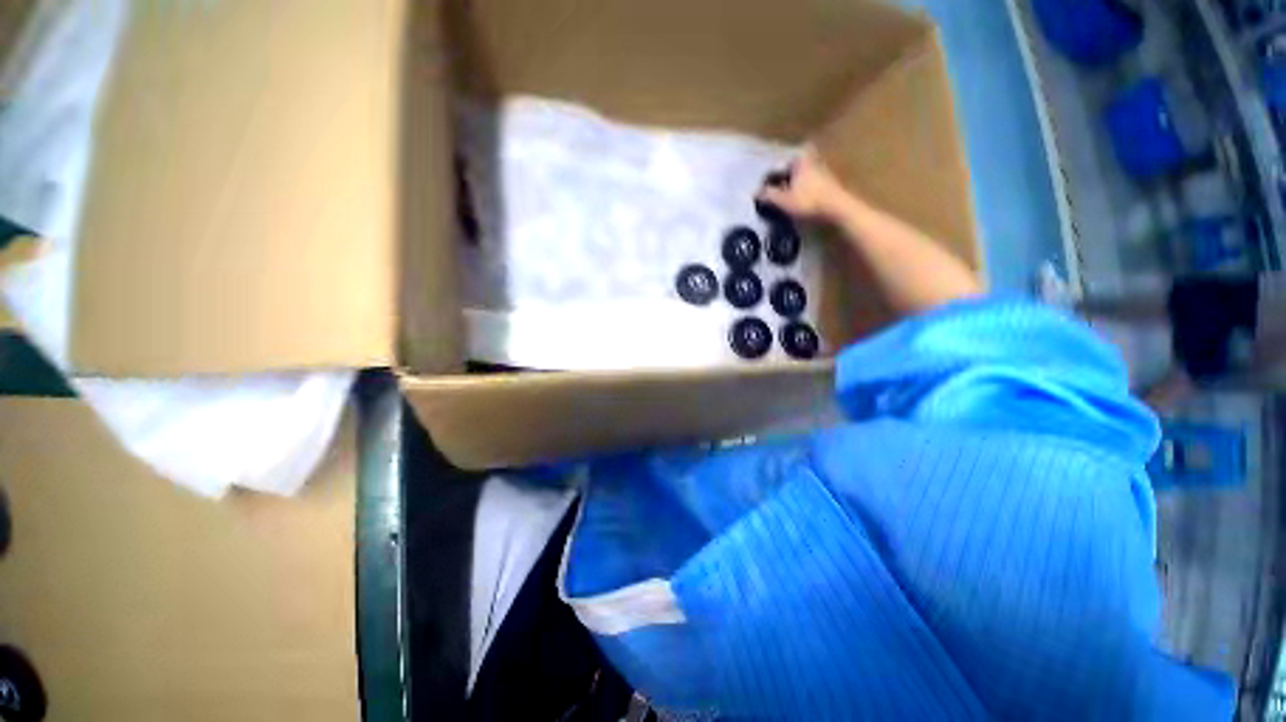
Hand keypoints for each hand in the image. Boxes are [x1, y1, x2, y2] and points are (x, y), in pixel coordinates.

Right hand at [756, 149, 861, 221]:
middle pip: (791, 170)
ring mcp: (821, 171)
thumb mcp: (783, 200)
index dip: (770, 176)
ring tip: (782, 200)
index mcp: (799, 160)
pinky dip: (801, 192)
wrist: (837, 209)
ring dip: (792, 186)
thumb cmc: (808, 201)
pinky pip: (808, 185)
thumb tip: (755, 192)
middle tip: (772, 191)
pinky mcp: (828, 183)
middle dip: (782, 179)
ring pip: (800, 177)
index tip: (763, 187)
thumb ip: (768, 195)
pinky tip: (796, 203)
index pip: (779, 164)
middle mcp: (811, 160)